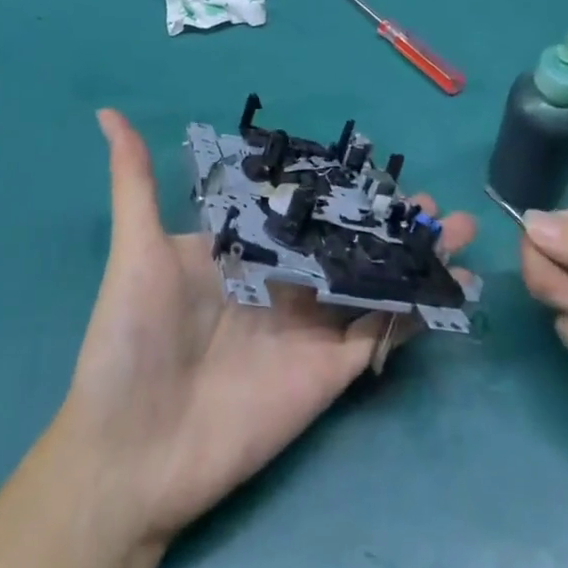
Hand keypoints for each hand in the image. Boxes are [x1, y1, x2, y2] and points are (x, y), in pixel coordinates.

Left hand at [58, 109, 476, 544]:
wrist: (129, 454)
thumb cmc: (128, 342)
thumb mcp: (135, 250)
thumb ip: (134, 181)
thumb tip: (108, 113)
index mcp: (246, 252)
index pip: (304, 209)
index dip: (341, 188)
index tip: (380, 164)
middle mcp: (285, 284)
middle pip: (349, 242)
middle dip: (392, 220)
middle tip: (432, 199)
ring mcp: (311, 328)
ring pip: (376, 281)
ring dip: (416, 257)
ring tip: (459, 231)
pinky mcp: (331, 372)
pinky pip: (382, 335)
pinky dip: (418, 312)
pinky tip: (453, 287)